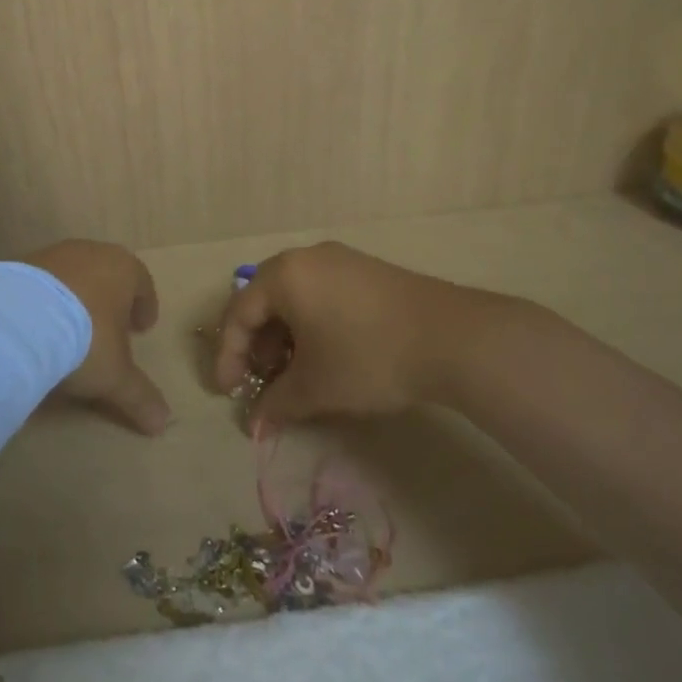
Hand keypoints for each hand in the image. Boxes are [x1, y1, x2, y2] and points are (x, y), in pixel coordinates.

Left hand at [24, 239, 171, 435]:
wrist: (18, 320)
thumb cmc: (84, 339)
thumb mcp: (115, 374)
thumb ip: (139, 395)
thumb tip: (162, 423)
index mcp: (124, 269)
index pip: (142, 283)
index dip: (145, 307)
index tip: (142, 328)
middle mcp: (91, 252)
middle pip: (107, 274)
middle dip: (110, 301)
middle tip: (109, 328)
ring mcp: (53, 254)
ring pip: (73, 275)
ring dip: (76, 298)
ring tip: (71, 329)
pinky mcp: (19, 264)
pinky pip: (41, 282)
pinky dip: (46, 300)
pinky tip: (39, 325)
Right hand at [214, 242, 525, 424]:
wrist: (452, 337)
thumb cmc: (368, 356)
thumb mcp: (316, 387)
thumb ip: (278, 403)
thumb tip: (255, 424)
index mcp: (283, 275)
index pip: (238, 314)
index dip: (228, 356)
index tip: (229, 392)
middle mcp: (305, 258)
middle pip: (263, 300)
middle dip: (257, 345)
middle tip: (263, 381)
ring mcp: (339, 260)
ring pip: (294, 297)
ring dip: (284, 336)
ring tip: (296, 372)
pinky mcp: (366, 270)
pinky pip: (320, 293)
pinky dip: (310, 324)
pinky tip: (326, 353)